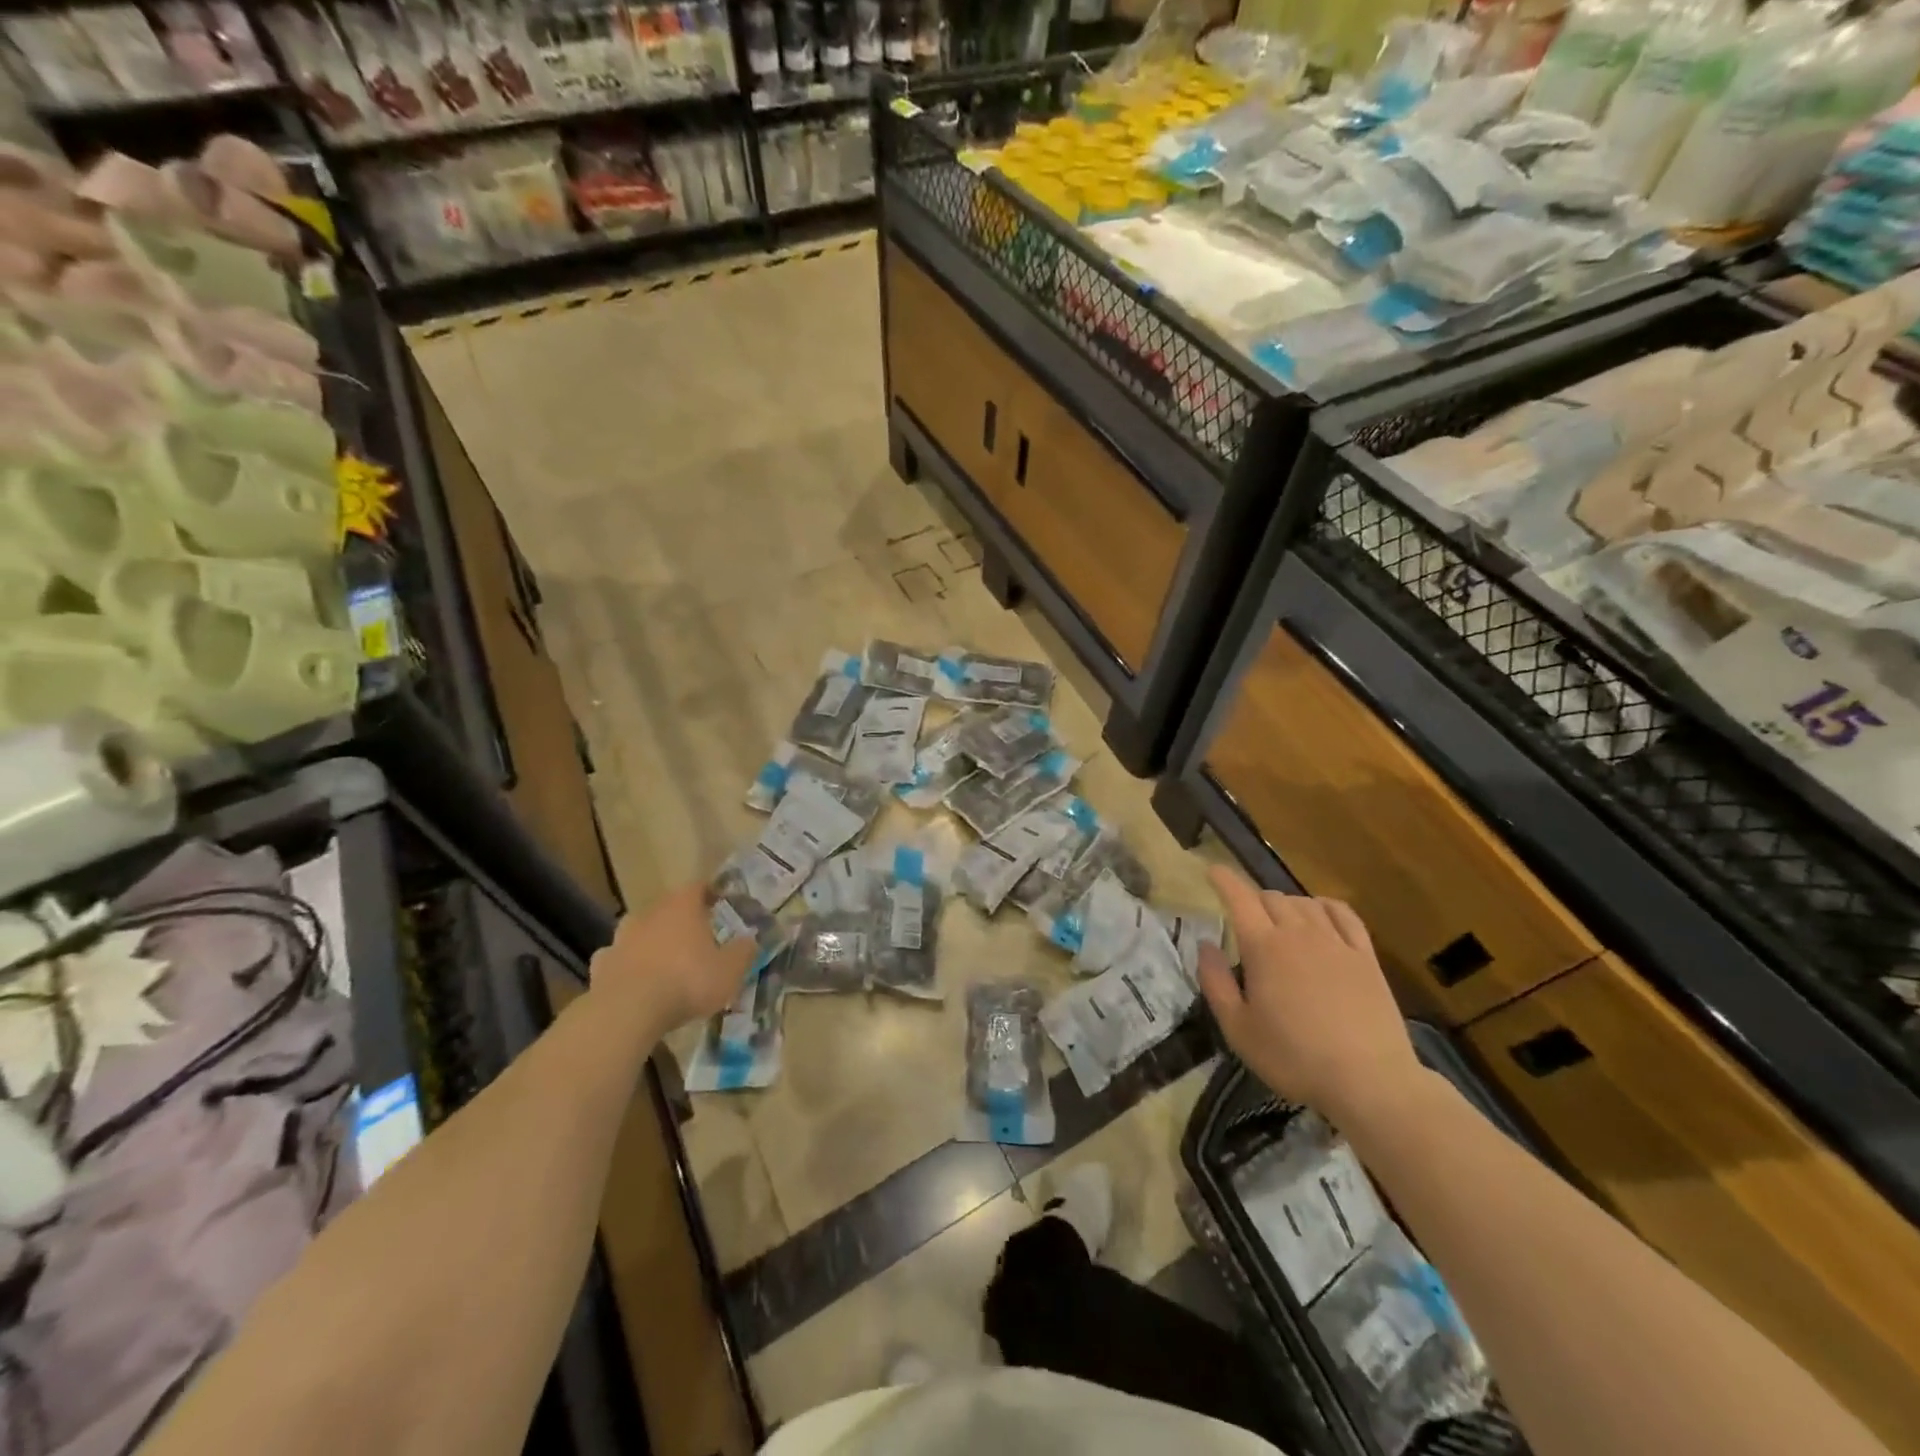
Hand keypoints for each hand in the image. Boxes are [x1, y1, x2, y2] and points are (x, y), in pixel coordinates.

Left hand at [588, 883, 756, 1034]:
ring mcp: (621, 937)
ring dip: (651, 940)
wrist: (628, 1011)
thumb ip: (743, 951)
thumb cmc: (687, 981)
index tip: (720, 904)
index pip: (698, 887)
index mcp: (683, 906)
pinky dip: (626, 965)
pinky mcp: (600, 964)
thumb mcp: (730, 970)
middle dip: (681, 919)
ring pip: (639, 931)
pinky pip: (617, 958)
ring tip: (664, 961)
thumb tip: (751, 939)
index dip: (710, 894)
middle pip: (668, 907)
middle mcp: (650, 913)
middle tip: (695, 937)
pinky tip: (635, 982)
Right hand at [1197, 866, 1423, 1128]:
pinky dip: (1325, 906)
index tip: (1212, 870)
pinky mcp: (1365, 957)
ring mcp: (1336, 942)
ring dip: (1286, 903)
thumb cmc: (1293, 1057)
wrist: (1369, 1080)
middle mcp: (1298, 933)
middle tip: (1244, 916)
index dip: (1224, 879)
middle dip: (1252, 899)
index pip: (1239, 897)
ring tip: (1279, 919)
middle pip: (1271, 897)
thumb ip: (1215, 982)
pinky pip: (1343, 914)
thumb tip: (1205, 944)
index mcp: (1263, 947)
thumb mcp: (1238, 1028)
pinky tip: (1320, 912)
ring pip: (1304, 902)